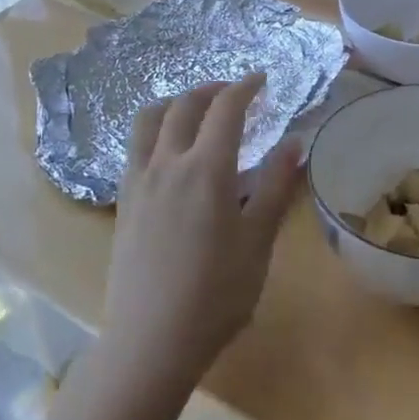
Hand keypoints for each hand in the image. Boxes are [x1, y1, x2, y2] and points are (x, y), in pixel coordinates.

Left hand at [101, 76, 303, 386]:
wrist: (151, 340)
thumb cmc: (217, 294)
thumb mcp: (258, 241)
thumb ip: (277, 187)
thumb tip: (296, 143)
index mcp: (206, 170)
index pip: (226, 109)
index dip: (246, 87)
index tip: (262, 79)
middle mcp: (167, 164)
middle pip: (184, 106)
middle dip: (212, 90)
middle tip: (235, 93)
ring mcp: (138, 181)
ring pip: (149, 120)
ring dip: (175, 103)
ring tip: (196, 111)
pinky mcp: (123, 202)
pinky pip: (135, 147)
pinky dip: (155, 130)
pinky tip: (169, 152)